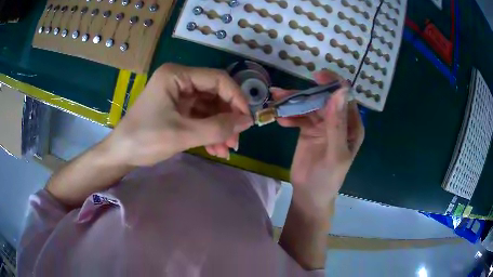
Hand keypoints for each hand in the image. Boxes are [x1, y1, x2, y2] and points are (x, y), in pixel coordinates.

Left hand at [108, 63, 253, 165]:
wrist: (121, 154)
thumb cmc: (145, 139)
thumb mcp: (182, 134)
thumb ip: (217, 128)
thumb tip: (248, 122)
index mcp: (177, 75)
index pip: (218, 79)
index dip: (236, 98)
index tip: (247, 120)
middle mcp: (179, 80)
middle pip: (215, 94)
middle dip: (227, 118)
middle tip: (236, 140)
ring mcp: (178, 95)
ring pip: (209, 108)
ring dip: (220, 128)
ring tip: (226, 149)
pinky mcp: (177, 109)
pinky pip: (200, 117)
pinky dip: (209, 132)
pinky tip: (216, 149)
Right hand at [271, 70, 363, 210]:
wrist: (309, 194)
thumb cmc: (328, 178)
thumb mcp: (335, 153)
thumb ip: (337, 125)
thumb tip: (339, 92)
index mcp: (352, 126)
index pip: (345, 97)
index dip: (333, 84)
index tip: (316, 76)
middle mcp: (339, 121)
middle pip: (324, 99)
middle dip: (306, 93)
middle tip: (284, 92)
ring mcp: (323, 125)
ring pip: (309, 105)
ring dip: (293, 102)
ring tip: (276, 99)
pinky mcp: (308, 129)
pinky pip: (299, 116)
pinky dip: (290, 115)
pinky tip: (280, 120)